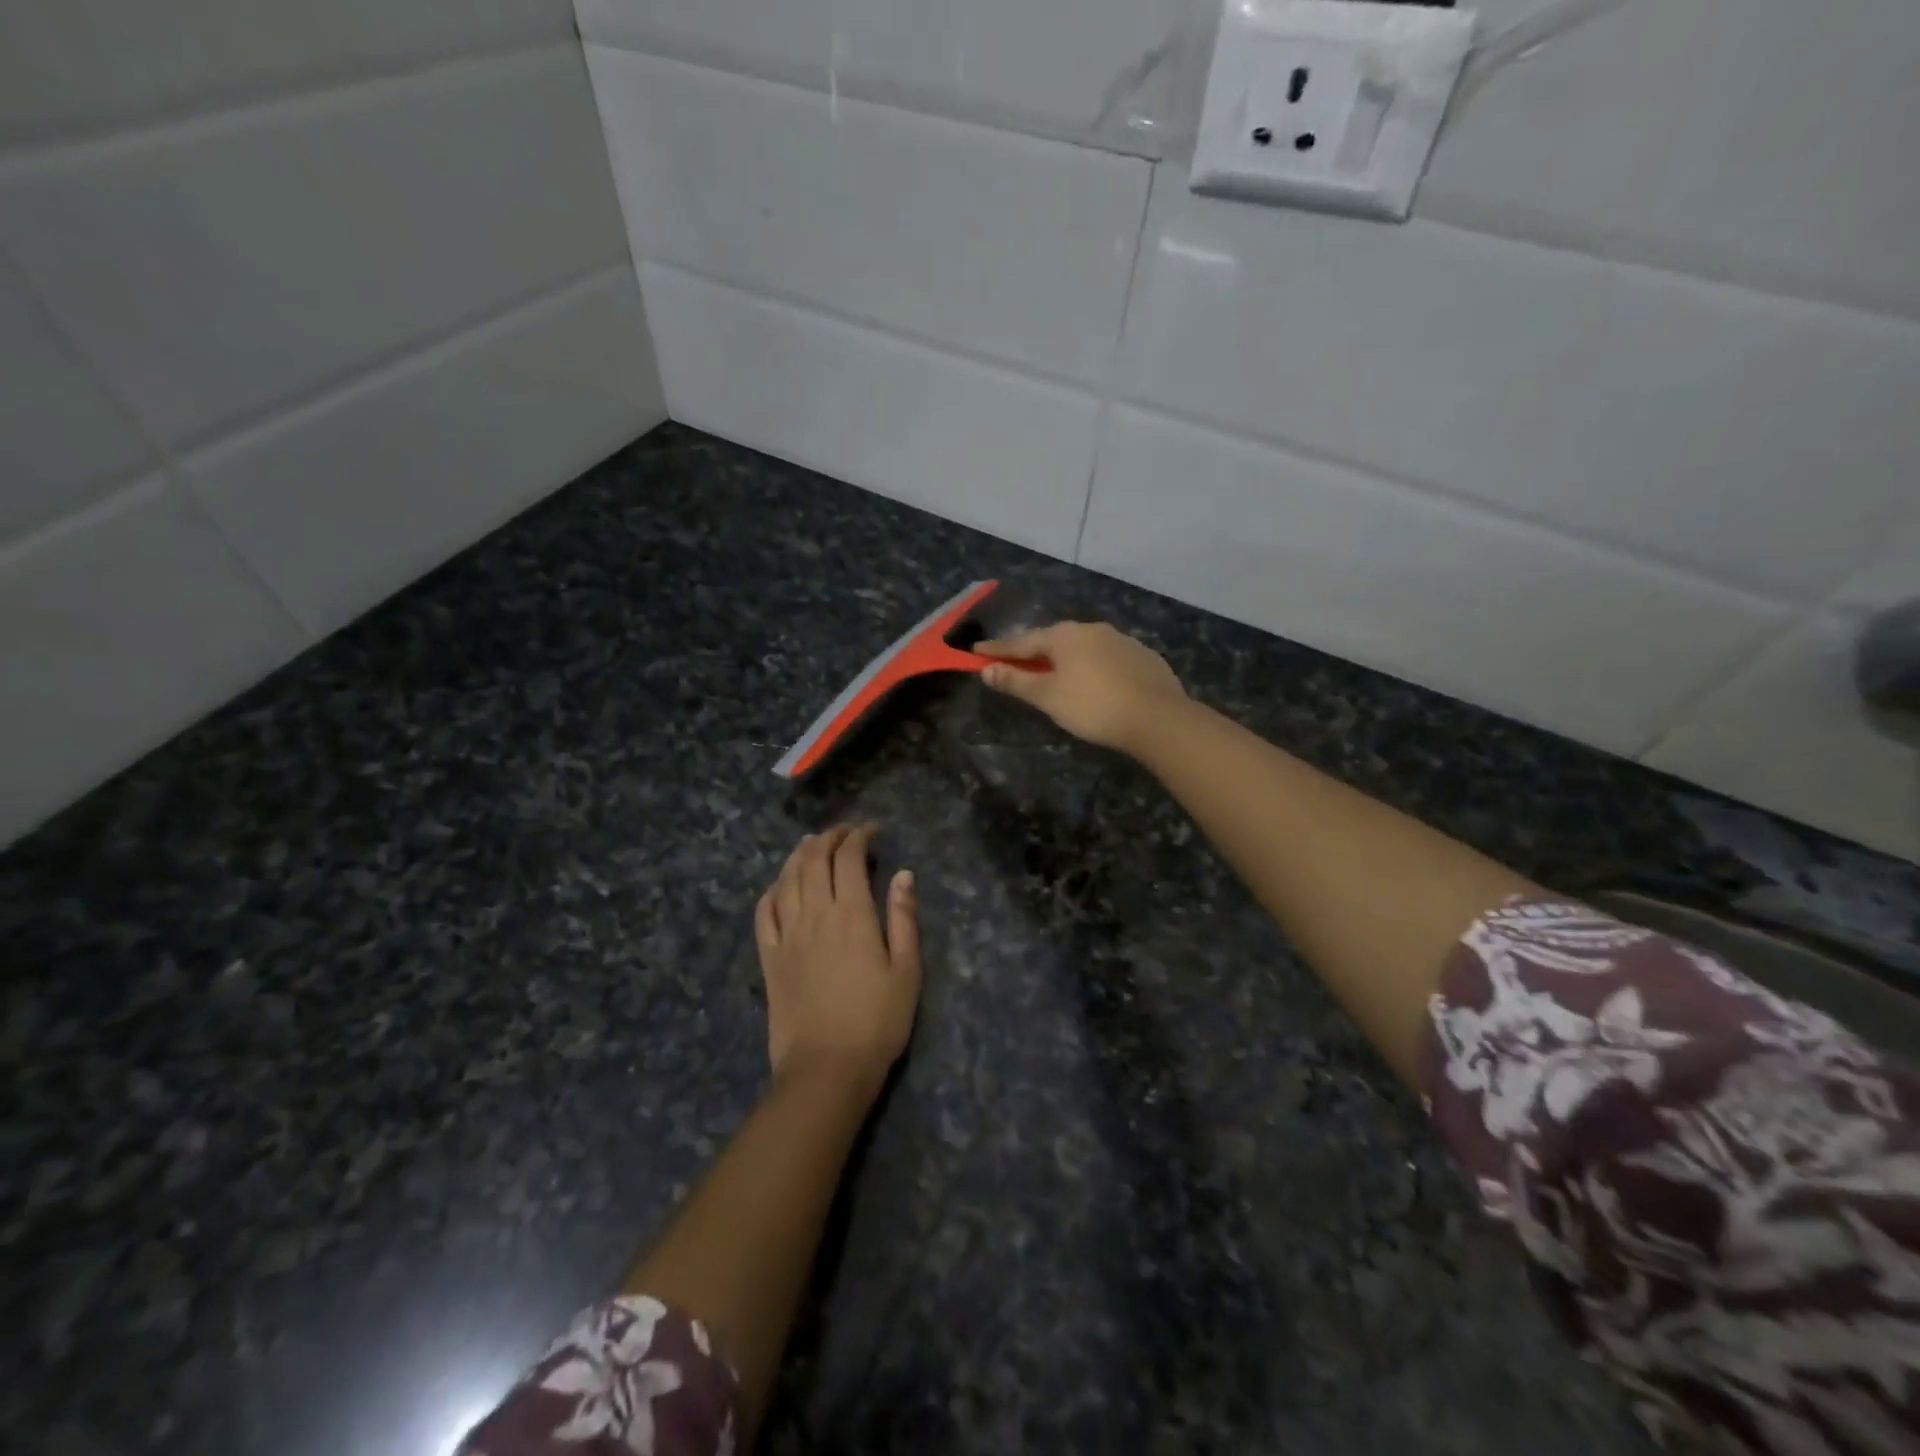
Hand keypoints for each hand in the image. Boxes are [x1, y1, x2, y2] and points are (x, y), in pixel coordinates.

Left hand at [755, 824, 921, 1099]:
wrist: (826, 1069)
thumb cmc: (877, 1022)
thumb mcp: (907, 972)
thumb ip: (904, 919)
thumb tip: (904, 874)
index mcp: (852, 914)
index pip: (849, 859)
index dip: (859, 836)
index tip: (872, 830)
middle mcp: (815, 914)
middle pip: (814, 860)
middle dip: (829, 838)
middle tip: (844, 832)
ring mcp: (787, 935)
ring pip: (787, 878)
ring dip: (799, 854)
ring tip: (812, 844)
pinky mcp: (769, 957)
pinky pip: (764, 912)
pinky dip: (772, 889)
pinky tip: (780, 886)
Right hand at [976, 622, 1186, 754]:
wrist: (1157, 718)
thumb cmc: (1093, 707)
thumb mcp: (1048, 697)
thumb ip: (1016, 682)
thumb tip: (987, 670)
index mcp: (1065, 636)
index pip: (1022, 643)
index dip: (999, 650)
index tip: (977, 651)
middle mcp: (1092, 629)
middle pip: (1054, 640)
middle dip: (1034, 651)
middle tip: (1017, 662)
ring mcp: (1122, 640)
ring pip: (1083, 647)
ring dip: (1065, 658)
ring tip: (1056, 672)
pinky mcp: (1143, 657)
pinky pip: (1107, 657)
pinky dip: (1093, 666)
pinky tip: (1095, 681)